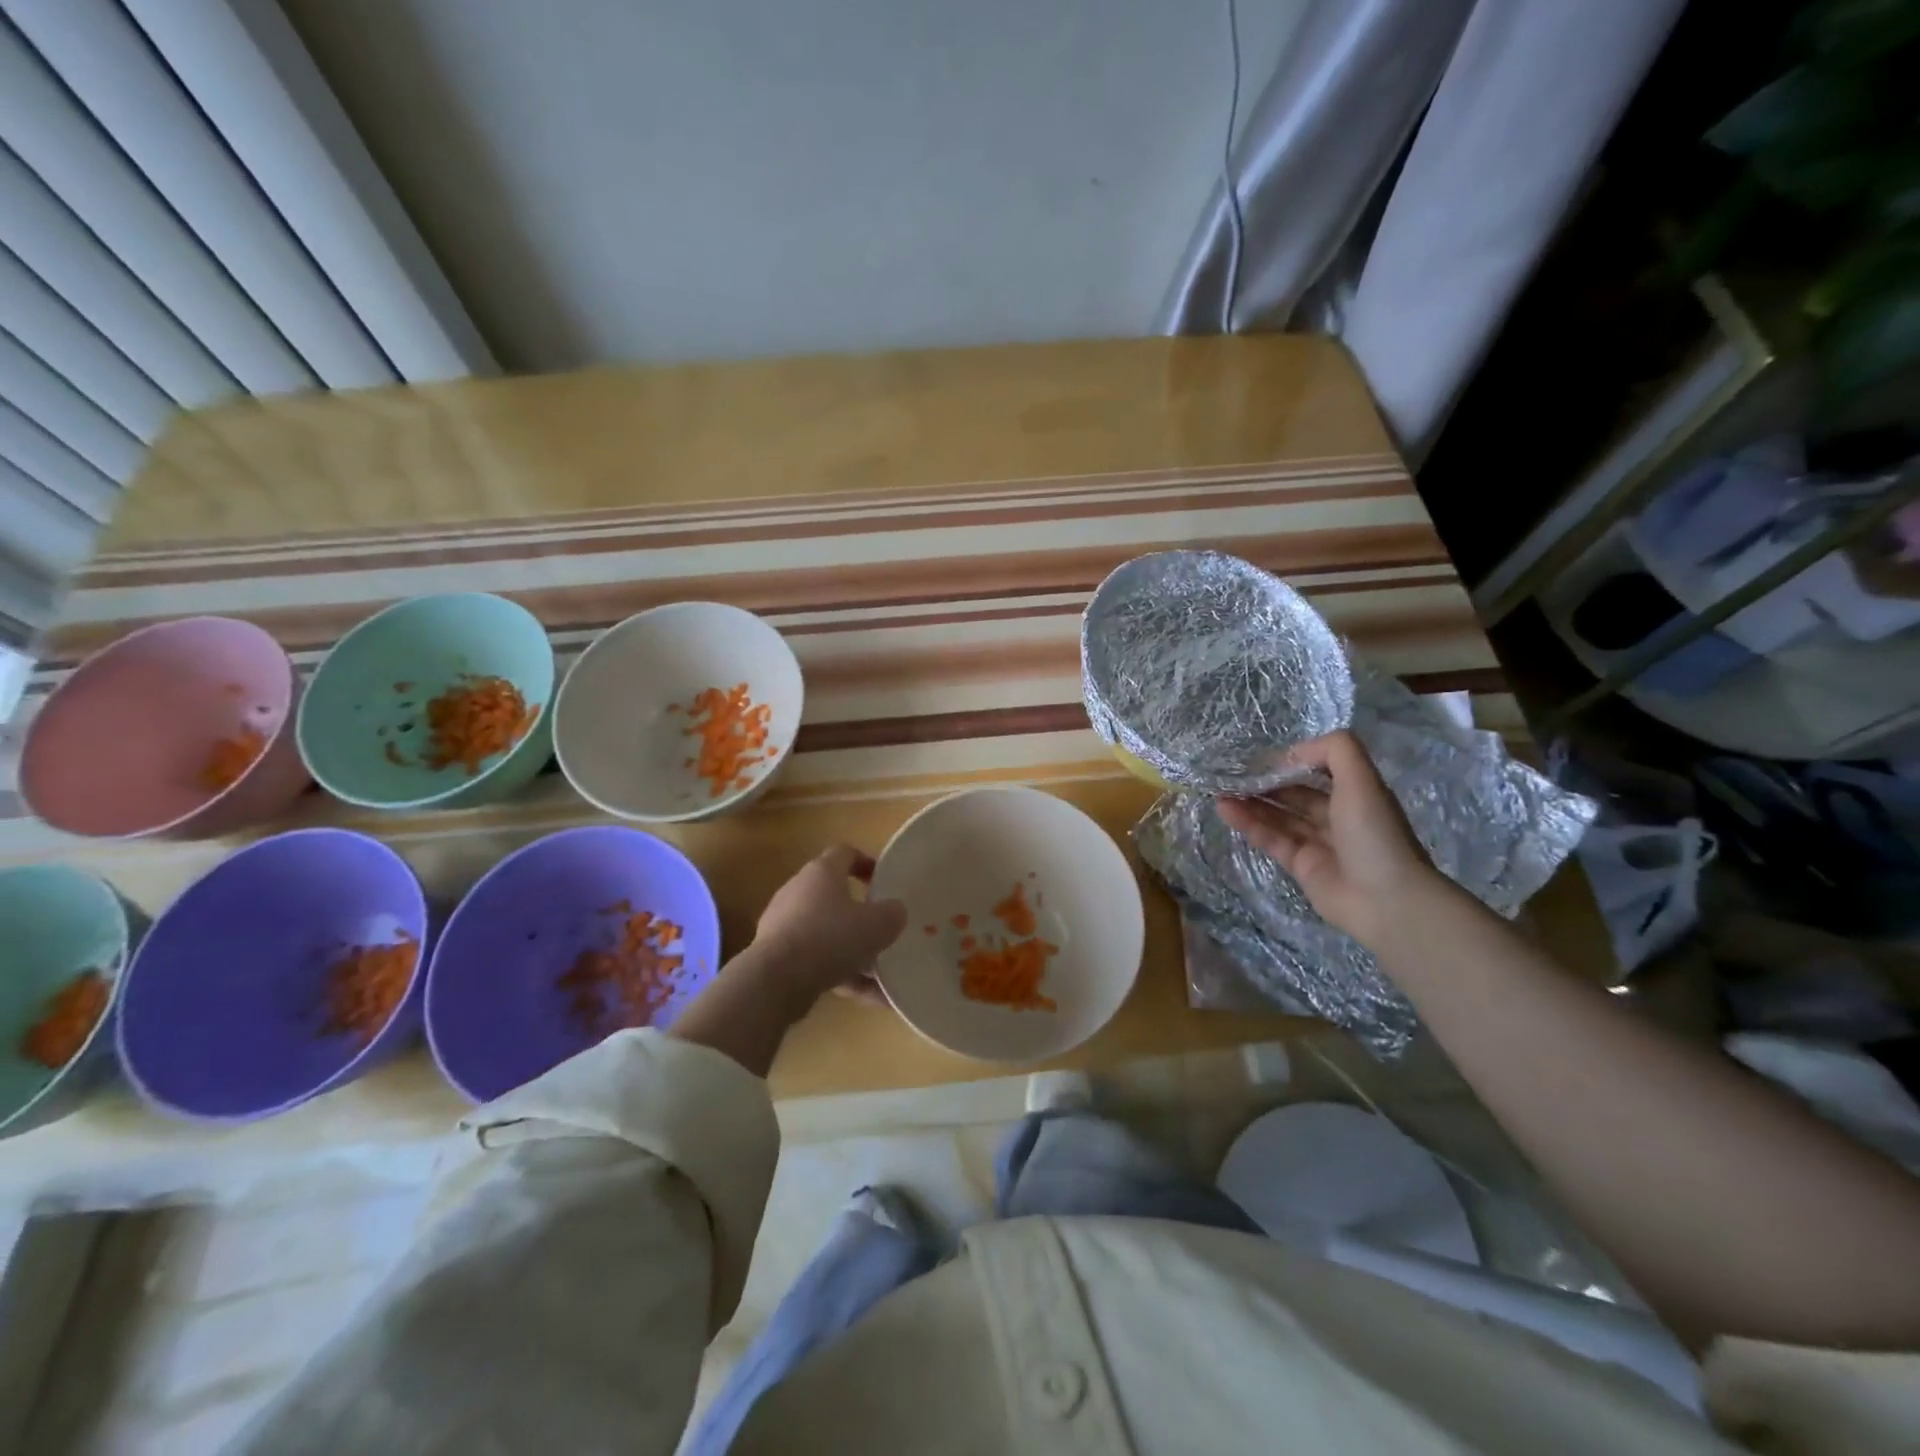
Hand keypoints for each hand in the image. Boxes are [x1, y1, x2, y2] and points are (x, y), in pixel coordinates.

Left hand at [750, 845, 908, 1007]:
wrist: (776, 979)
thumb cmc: (831, 937)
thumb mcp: (878, 924)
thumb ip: (892, 914)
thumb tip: (894, 911)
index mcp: (822, 872)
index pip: (845, 853)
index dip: (866, 862)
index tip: (883, 881)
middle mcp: (799, 891)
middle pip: (834, 895)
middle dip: (860, 915)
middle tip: (883, 930)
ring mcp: (784, 924)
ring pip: (827, 933)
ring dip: (853, 951)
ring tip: (881, 976)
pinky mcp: (777, 956)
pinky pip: (816, 960)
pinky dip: (841, 975)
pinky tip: (866, 998)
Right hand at [1216, 730, 1442, 945]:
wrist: (1387, 901)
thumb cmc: (1374, 834)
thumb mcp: (1362, 780)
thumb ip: (1334, 750)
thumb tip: (1292, 752)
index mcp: (1357, 794)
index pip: (1319, 770)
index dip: (1291, 762)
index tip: (1262, 758)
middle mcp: (1338, 816)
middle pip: (1296, 794)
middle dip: (1266, 783)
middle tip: (1231, 773)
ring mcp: (1319, 844)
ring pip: (1280, 816)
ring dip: (1251, 802)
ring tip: (1220, 790)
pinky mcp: (1302, 867)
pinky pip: (1272, 840)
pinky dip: (1249, 825)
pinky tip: (1226, 810)